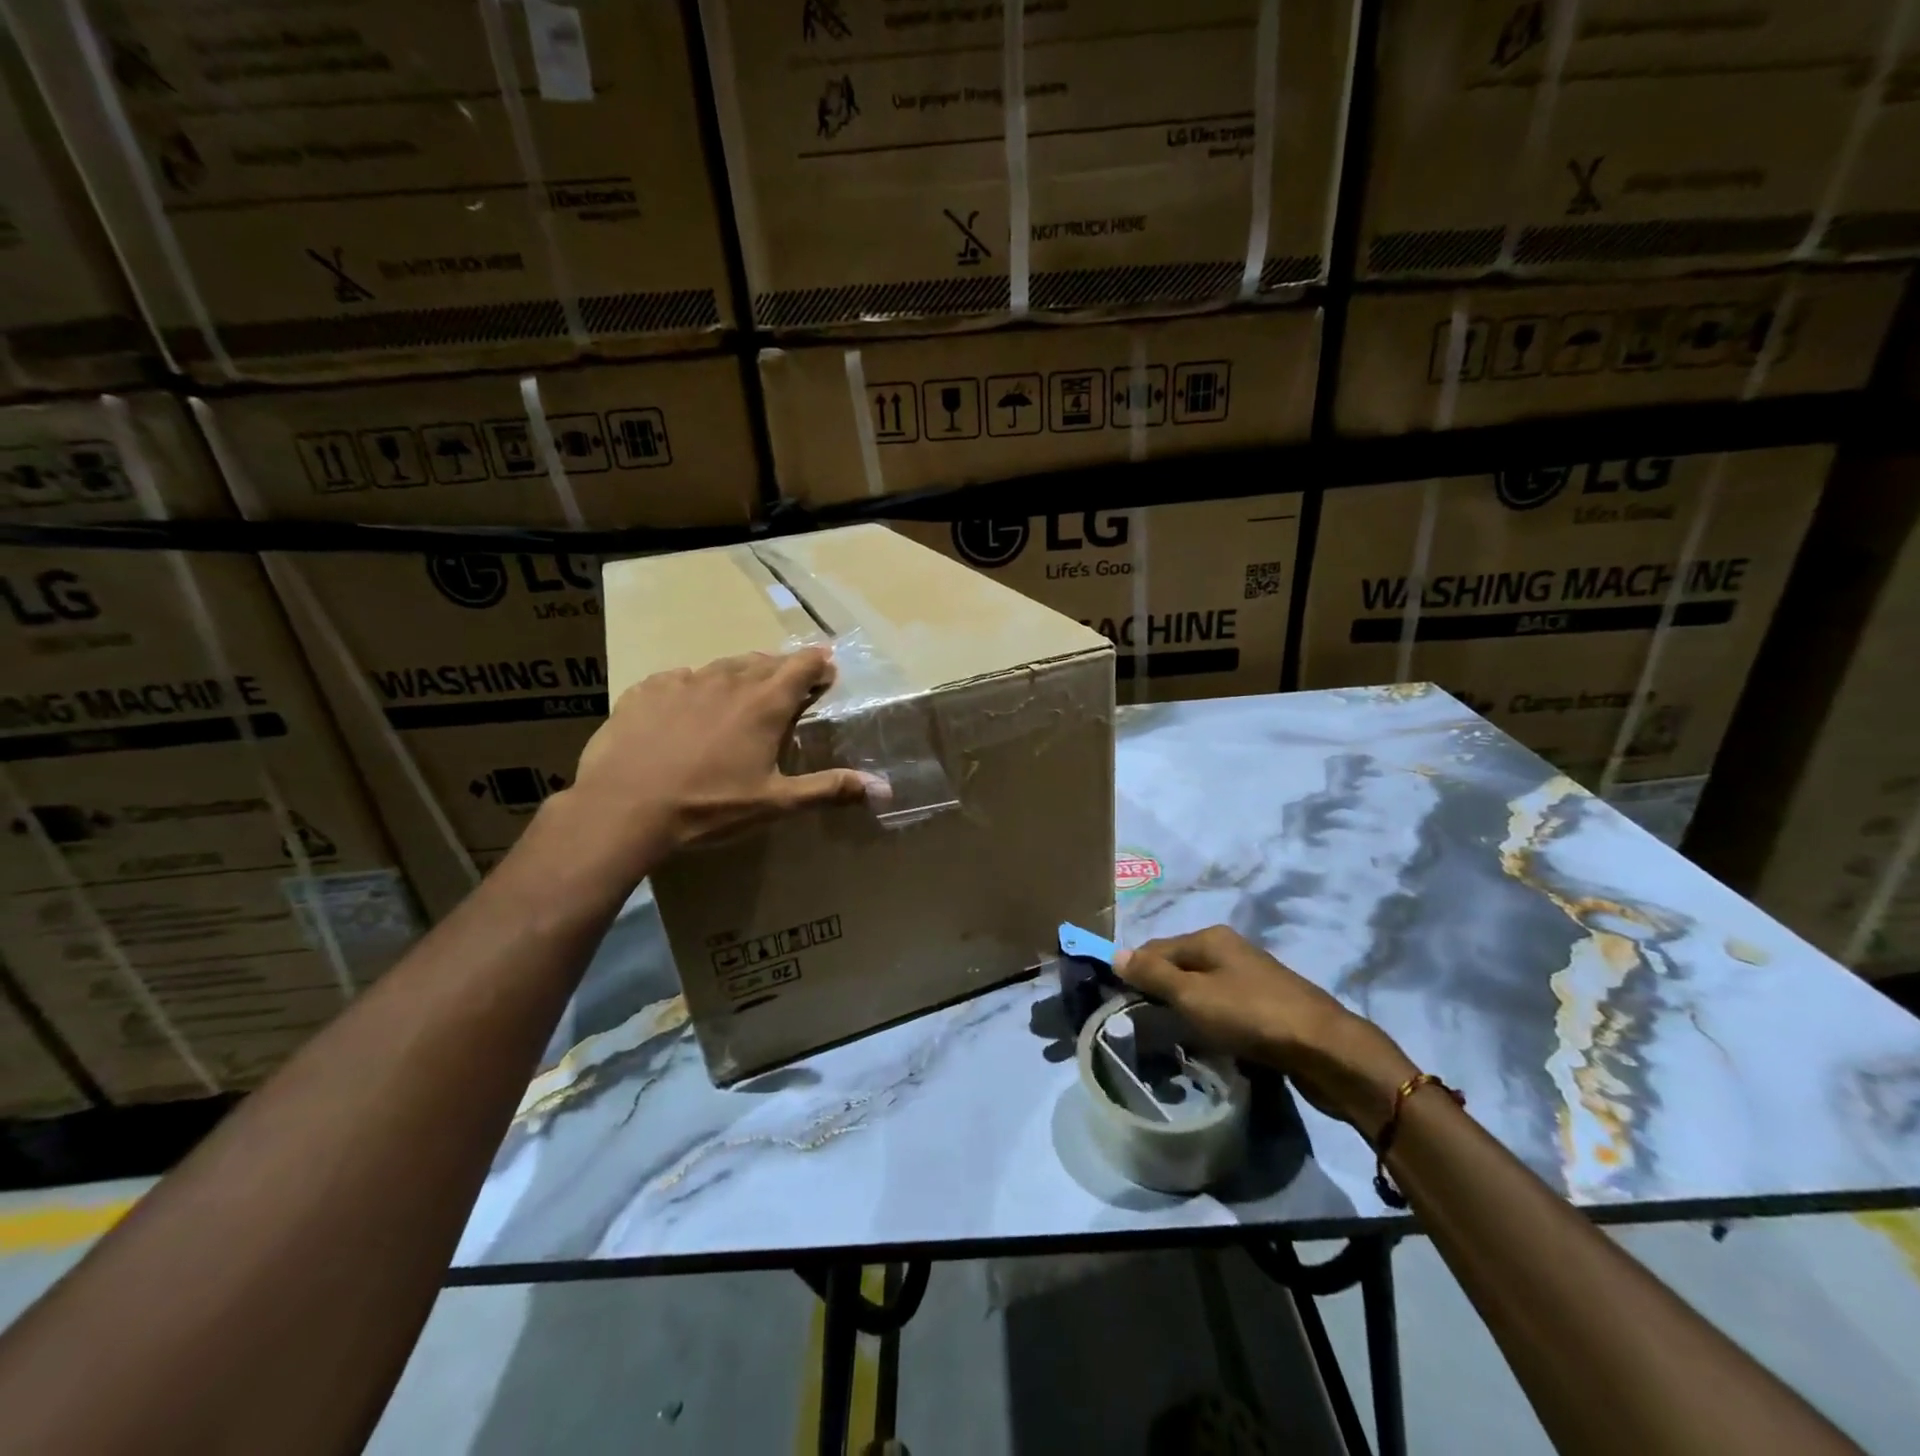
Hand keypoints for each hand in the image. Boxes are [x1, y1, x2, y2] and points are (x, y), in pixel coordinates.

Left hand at [556, 648, 881, 880]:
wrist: (624, 808)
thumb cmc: (709, 806)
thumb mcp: (775, 802)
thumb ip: (829, 789)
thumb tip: (884, 789)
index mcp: (765, 703)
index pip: (803, 665)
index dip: (819, 665)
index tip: (827, 673)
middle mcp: (729, 680)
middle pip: (765, 661)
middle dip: (782, 669)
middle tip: (789, 688)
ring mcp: (684, 681)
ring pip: (723, 666)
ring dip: (740, 674)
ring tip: (742, 693)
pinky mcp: (647, 689)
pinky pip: (680, 678)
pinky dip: (695, 687)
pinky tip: (688, 708)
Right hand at [1114, 926, 1417, 1136]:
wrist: (1326, 1050)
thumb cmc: (1250, 1016)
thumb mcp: (1192, 995)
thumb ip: (1153, 975)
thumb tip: (1115, 953)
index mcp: (1210, 938)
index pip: (1156, 948)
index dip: (1134, 971)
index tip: (1118, 1001)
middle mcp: (1230, 949)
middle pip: (1180, 966)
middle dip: (1159, 990)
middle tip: (1141, 1022)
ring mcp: (1252, 976)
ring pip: (1203, 988)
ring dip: (1184, 1007)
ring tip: (1169, 1034)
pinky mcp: (1268, 1005)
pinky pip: (1224, 1006)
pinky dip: (1209, 1019)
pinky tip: (1207, 1040)